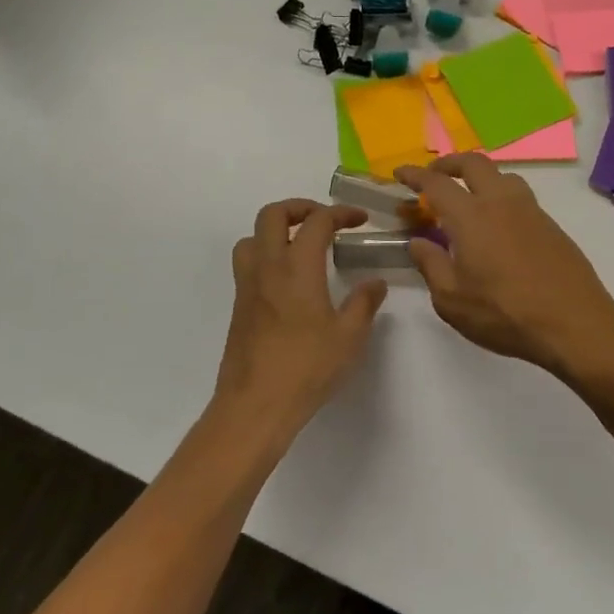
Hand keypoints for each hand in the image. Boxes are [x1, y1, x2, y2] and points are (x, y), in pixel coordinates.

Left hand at [215, 200, 387, 445]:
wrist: (255, 405)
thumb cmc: (306, 368)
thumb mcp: (349, 337)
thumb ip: (364, 303)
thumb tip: (375, 283)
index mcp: (297, 267)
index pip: (317, 221)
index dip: (341, 213)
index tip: (361, 220)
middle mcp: (267, 267)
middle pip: (273, 214)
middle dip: (300, 208)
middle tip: (325, 221)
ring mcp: (247, 286)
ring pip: (252, 237)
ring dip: (276, 230)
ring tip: (301, 247)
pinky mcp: (239, 306)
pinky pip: (248, 264)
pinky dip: (267, 256)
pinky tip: (289, 283)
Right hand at [395, 155, 613, 377]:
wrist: (574, 323)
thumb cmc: (505, 314)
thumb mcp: (452, 300)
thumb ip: (431, 265)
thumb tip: (418, 242)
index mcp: (471, 216)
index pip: (437, 183)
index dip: (415, 174)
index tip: (400, 173)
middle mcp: (501, 202)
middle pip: (474, 163)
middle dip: (449, 163)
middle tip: (433, 176)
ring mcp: (531, 211)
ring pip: (502, 175)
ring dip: (479, 176)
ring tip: (467, 198)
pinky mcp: (551, 225)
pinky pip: (520, 196)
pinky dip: (500, 196)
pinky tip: (496, 225)